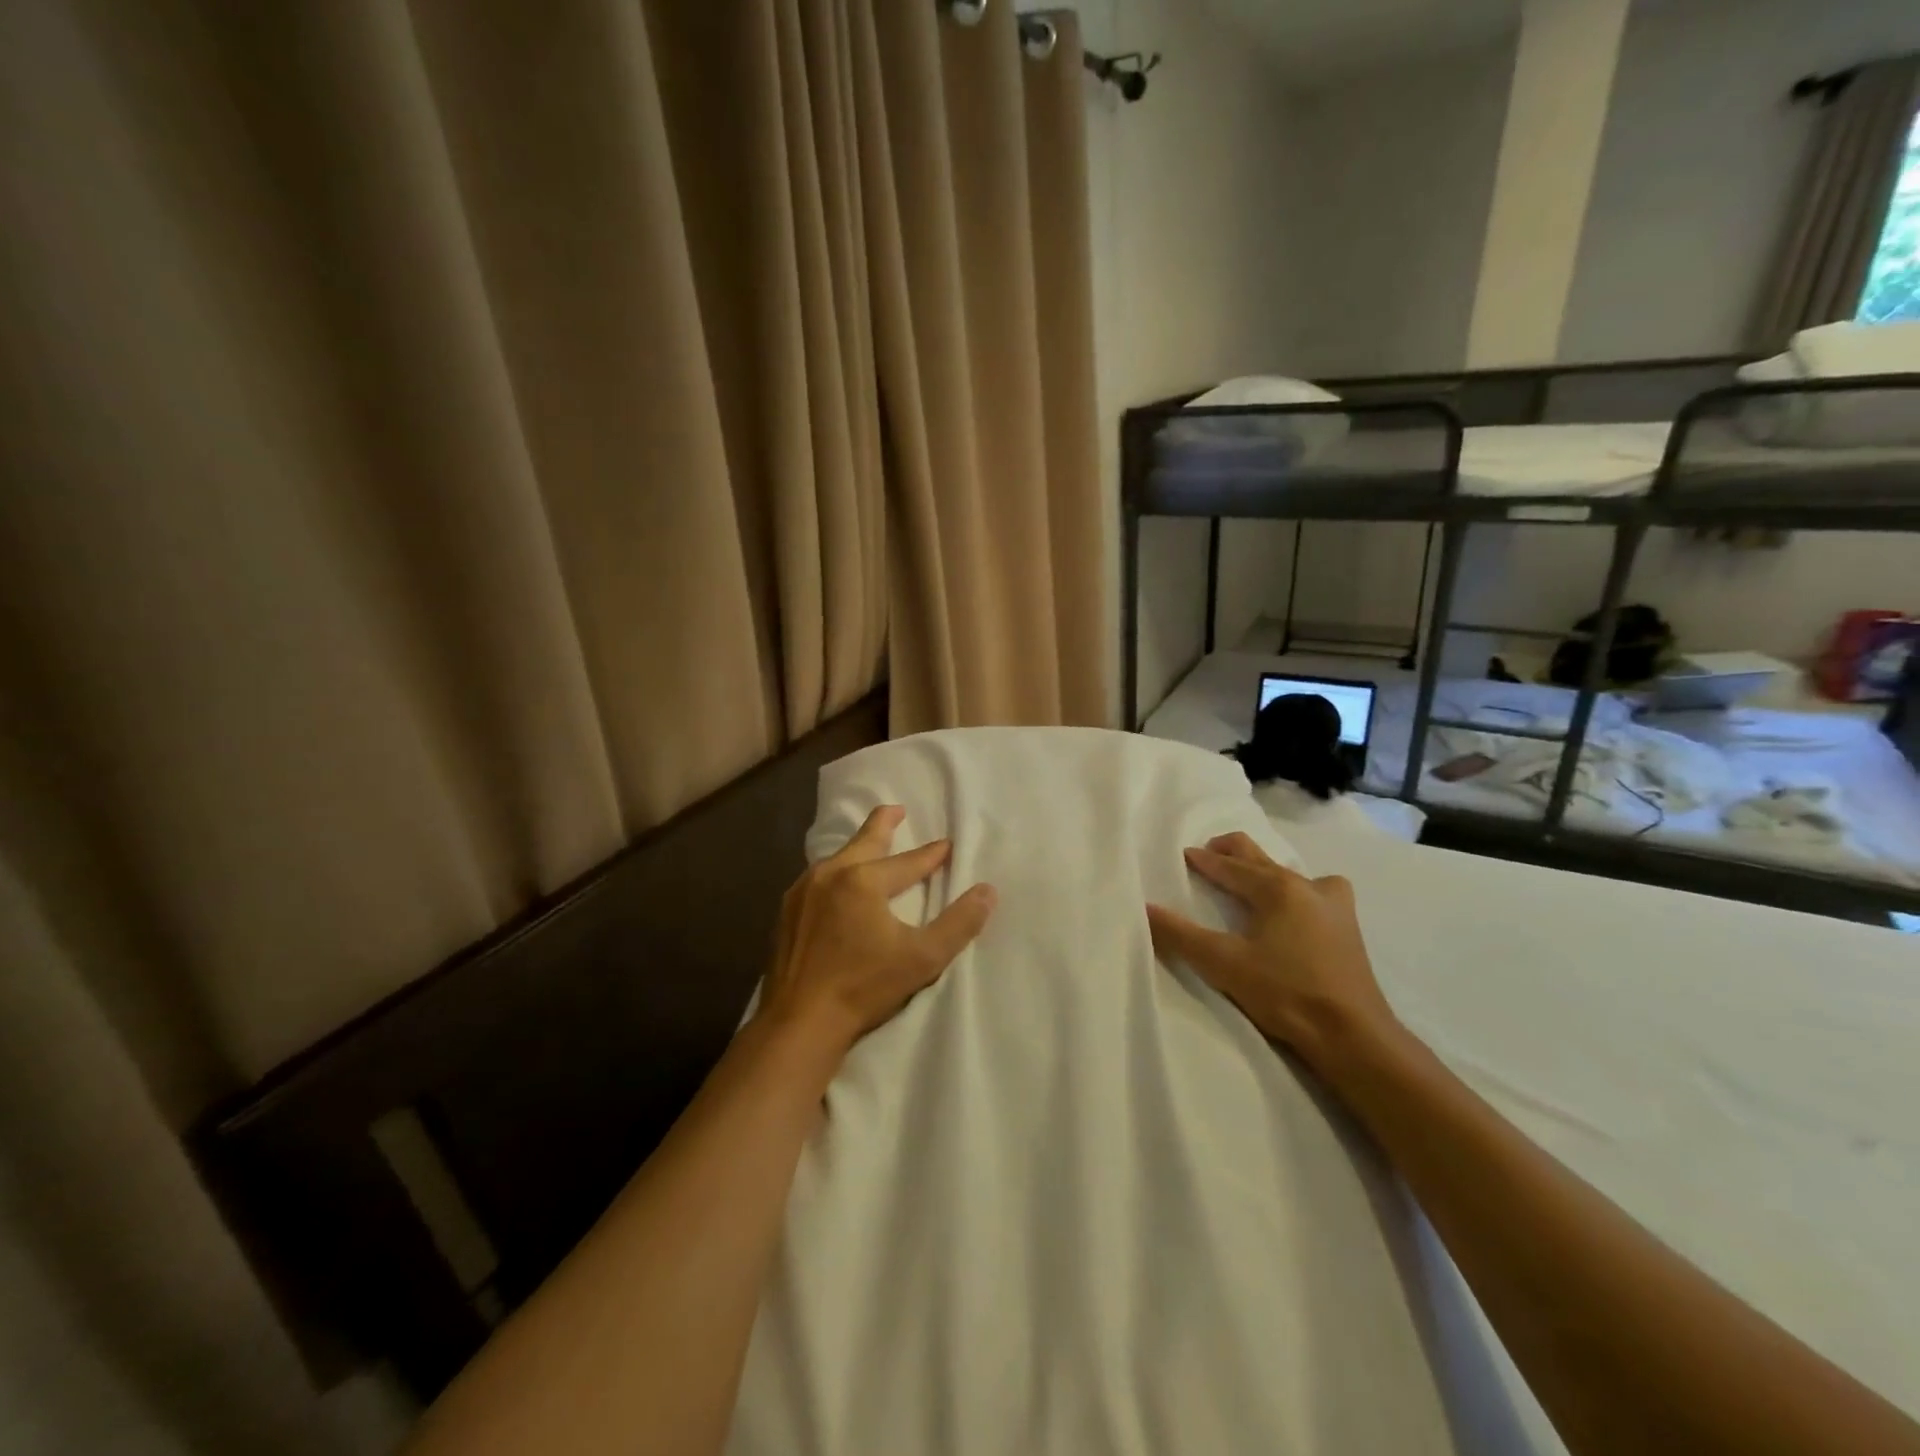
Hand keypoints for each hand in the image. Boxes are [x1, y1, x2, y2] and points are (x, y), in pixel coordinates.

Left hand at [756, 805, 996, 1056]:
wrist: (800, 1021)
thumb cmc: (865, 987)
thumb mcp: (923, 958)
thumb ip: (959, 923)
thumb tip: (988, 891)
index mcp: (864, 880)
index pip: (908, 862)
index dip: (932, 855)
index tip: (947, 846)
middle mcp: (830, 874)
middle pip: (864, 841)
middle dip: (883, 824)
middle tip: (895, 810)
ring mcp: (803, 891)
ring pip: (837, 858)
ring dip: (857, 848)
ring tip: (869, 845)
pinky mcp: (787, 911)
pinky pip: (817, 878)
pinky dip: (835, 871)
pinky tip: (836, 883)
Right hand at [1146, 832, 1397, 1070]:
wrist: (1352, 1035)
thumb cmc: (1285, 993)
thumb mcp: (1222, 964)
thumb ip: (1180, 934)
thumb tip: (1144, 908)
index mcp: (1276, 888)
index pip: (1229, 866)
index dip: (1202, 860)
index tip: (1183, 855)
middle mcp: (1307, 885)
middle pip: (1260, 856)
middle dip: (1231, 852)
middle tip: (1207, 856)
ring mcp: (1334, 904)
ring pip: (1289, 872)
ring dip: (1263, 870)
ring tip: (1245, 883)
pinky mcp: (1348, 927)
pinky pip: (1315, 890)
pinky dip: (1295, 888)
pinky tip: (1292, 909)